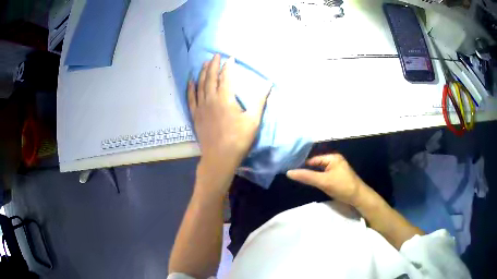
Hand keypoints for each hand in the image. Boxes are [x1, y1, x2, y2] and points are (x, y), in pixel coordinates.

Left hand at [188, 54, 267, 191]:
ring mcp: (201, 107)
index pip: (226, 77)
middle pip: (211, 77)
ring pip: (200, 85)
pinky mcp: (196, 115)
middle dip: (213, 65)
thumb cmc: (239, 139)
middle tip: (215, 55)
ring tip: (204, 63)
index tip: (231, 58)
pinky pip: (191, 98)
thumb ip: (259, 100)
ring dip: (203, 72)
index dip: (228, 66)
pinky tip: (191, 80)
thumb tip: (268, 84)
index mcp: (225, 98)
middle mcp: (210, 99)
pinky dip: (190, 88)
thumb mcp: (253, 120)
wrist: (219, 157)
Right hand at [286, 153, 369, 206]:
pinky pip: (323, 176)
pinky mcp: (336, 177)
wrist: (358, 198)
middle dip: (306, 170)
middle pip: (316, 164)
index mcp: (333, 157)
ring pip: (319, 171)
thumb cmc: (342, 187)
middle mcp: (334, 161)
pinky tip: (310, 183)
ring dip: (311, 175)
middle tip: (292, 175)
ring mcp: (336, 169)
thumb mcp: (323, 181)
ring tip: (298, 179)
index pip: (313, 159)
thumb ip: (307, 176)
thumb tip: (289, 172)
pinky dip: (317, 179)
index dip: (302, 164)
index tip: (290, 170)